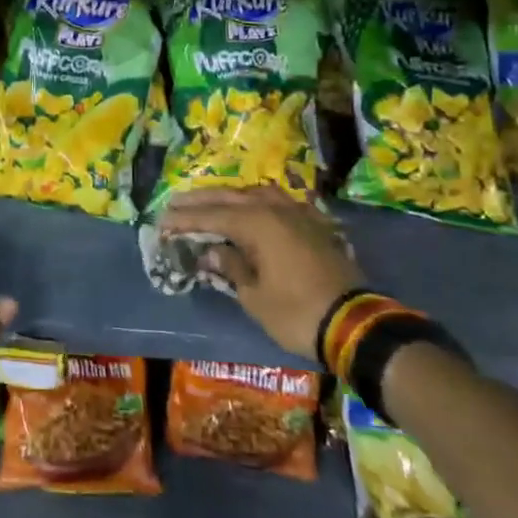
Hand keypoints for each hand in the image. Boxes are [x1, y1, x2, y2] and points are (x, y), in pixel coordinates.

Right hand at [160, 186, 360, 359]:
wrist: (356, 324)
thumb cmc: (297, 312)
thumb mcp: (255, 297)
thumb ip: (230, 267)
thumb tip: (211, 251)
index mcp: (257, 223)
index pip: (211, 216)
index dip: (184, 219)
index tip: (161, 221)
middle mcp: (275, 209)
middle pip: (230, 198)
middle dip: (201, 201)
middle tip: (175, 202)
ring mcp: (298, 214)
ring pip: (256, 194)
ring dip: (230, 197)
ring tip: (211, 203)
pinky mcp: (314, 224)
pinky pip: (278, 203)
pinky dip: (257, 203)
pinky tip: (253, 209)